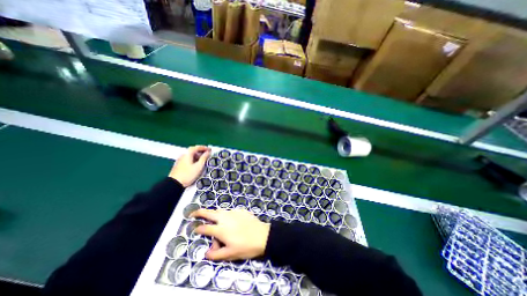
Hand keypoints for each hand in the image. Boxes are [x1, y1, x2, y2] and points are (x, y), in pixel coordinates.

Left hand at [168, 146, 209, 186]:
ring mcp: (180, 160)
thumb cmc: (188, 174)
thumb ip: (204, 158)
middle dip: (201, 152)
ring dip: (197, 156)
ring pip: (190, 155)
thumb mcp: (199, 166)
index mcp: (188, 154)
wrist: (174, 184)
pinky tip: (196, 164)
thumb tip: (208, 152)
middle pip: (193, 150)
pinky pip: (188, 159)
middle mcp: (183, 155)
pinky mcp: (179, 165)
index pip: (197, 147)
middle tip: (207, 154)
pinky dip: (194, 159)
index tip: (210, 149)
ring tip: (203, 160)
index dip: (204, 148)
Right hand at [190, 209, 271, 259]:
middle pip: (209, 212)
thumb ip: (216, 254)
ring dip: (213, 213)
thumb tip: (206, 253)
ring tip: (212, 218)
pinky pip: (230, 211)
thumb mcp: (230, 254)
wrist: (262, 236)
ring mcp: (234, 212)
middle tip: (193, 213)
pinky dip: (225, 215)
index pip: (205, 227)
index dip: (198, 228)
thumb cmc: (246, 246)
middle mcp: (225, 218)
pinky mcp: (241, 210)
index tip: (195, 229)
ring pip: (220, 210)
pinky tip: (230, 221)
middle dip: (200, 212)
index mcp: (221, 229)